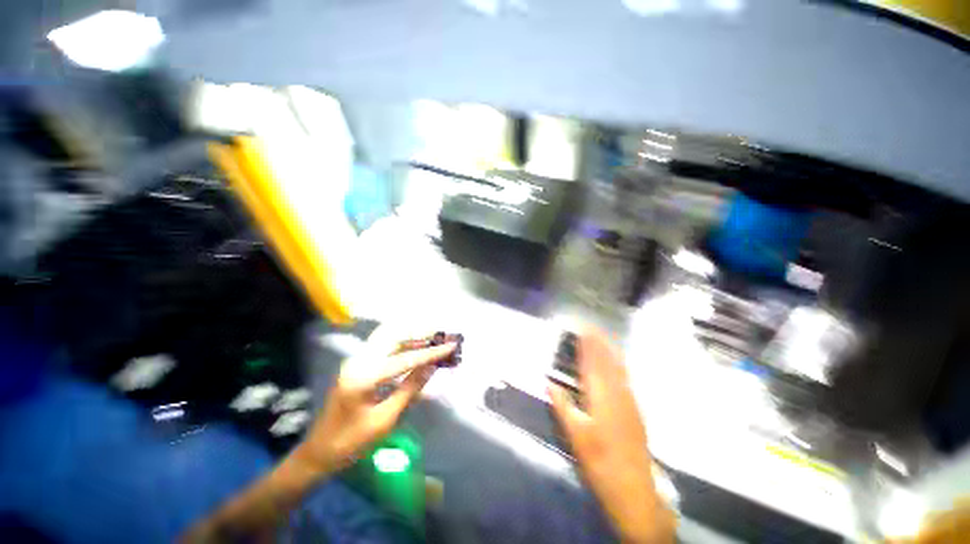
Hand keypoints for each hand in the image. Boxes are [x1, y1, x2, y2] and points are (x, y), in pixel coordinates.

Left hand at [294, 335, 455, 473]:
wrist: (317, 453)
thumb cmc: (351, 443)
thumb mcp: (385, 420)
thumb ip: (410, 389)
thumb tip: (432, 367)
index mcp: (364, 377)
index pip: (405, 359)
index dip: (431, 353)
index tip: (451, 345)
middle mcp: (358, 361)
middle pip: (393, 335)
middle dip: (419, 333)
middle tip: (441, 335)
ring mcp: (355, 360)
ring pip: (387, 337)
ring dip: (410, 335)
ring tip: (432, 337)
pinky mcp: (356, 364)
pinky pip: (383, 346)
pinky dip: (401, 344)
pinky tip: (415, 348)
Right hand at [548, 327, 674, 543]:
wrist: (633, 488)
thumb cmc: (598, 460)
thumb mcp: (574, 434)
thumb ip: (561, 405)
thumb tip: (548, 382)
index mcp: (599, 396)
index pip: (591, 363)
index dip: (587, 345)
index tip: (583, 329)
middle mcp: (616, 392)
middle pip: (607, 361)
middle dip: (599, 342)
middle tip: (592, 327)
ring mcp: (629, 400)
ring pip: (619, 368)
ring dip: (610, 350)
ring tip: (604, 336)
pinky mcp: (635, 409)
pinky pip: (626, 377)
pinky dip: (620, 364)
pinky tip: (618, 362)